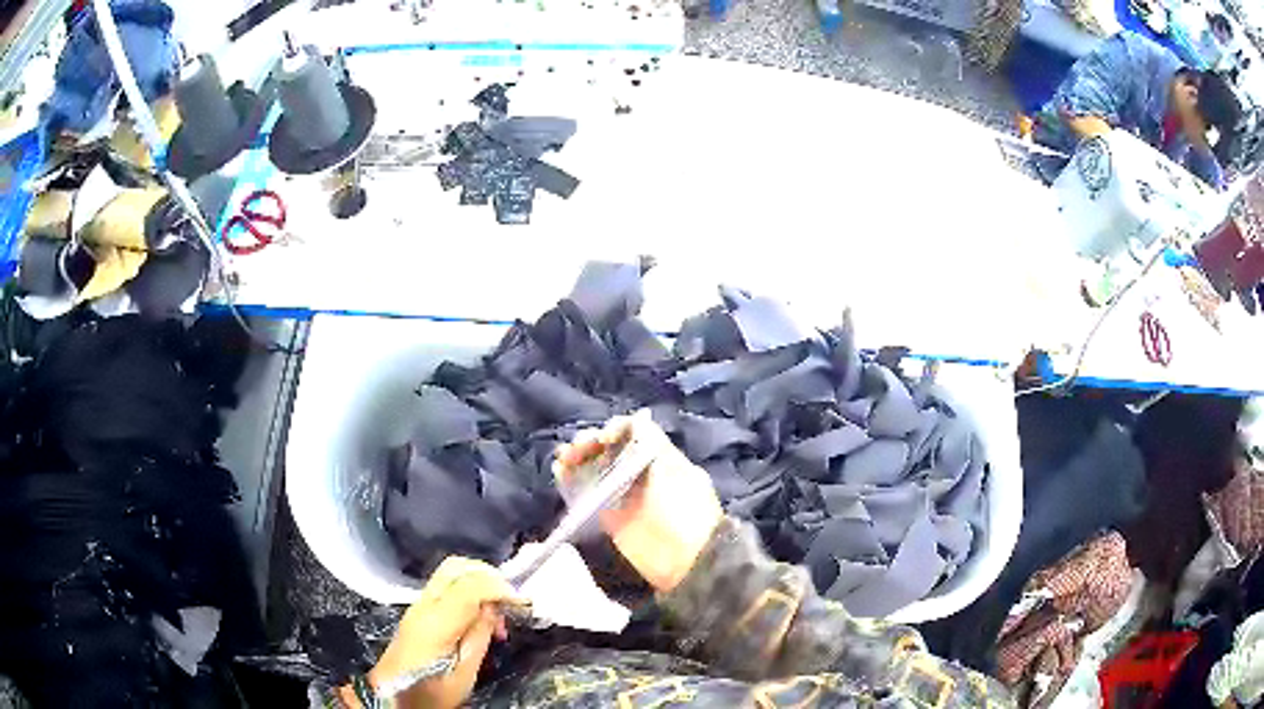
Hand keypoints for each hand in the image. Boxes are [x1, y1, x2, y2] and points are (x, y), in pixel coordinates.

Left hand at [360, 557, 525, 708]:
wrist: (393, 695)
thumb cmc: (432, 691)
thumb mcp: (464, 673)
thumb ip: (479, 636)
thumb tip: (494, 608)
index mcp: (436, 622)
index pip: (470, 585)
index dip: (499, 588)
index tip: (521, 604)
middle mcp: (425, 604)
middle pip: (456, 567)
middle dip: (489, 575)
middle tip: (510, 601)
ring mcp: (418, 605)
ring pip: (450, 573)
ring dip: (479, 583)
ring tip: (497, 614)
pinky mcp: (419, 611)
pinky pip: (447, 587)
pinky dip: (469, 591)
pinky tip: (480, 617)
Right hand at [554, 413, 722, 592]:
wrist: (686, 561)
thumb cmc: (685, 510)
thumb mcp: (676, 471)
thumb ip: (655, 444)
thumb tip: (638, 420)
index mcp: (659, 458)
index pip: (633, 433)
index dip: (616, 429)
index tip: (605, 438)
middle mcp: (638, 473)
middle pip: (609, 449)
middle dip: (590, 442)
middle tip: (577, 448)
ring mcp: (622, 496)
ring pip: (593, 469)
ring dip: (577, 458)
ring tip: (564, 458)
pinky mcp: (608, 518)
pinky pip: (586, 495)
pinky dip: (570, 481)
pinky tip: (560, 472)